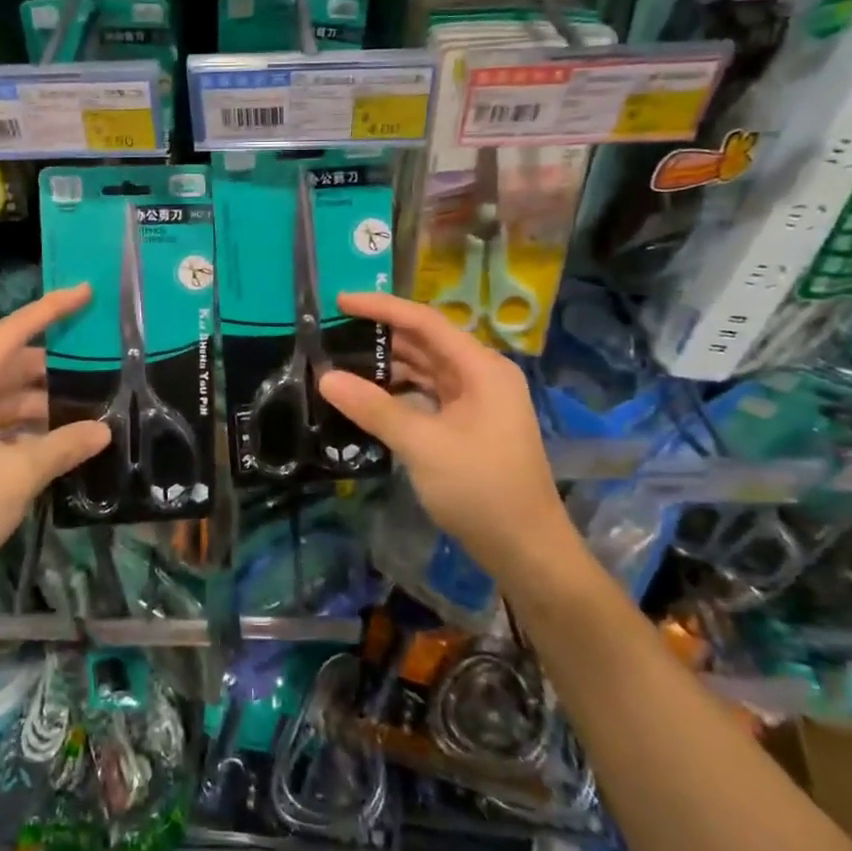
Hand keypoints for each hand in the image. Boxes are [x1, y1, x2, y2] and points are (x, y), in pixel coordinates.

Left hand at [0, 286, 109, 596]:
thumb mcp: (18, 475)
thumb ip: (63, 446)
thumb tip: (104, 430)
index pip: (13, 332)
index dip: (51, 310)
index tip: (86, 293)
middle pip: (13, 364)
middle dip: (57, 366)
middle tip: (103, 365)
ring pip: (7, 396)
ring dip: (45, 401)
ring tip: (92, 406)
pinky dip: (29, 426)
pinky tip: (61, 440)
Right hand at [317, 291, 577, 574]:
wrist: (526, 549)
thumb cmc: (480, 488)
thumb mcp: (422, 444)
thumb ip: (373, 407)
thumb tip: (325, 377)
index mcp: (481, 368)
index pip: (425, 322)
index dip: (382, 307)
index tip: (340, 301)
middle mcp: (482, 376)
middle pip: (426, 343)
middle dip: (381, 336)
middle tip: (334, 333)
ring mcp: (477, 402)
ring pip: (426, 370)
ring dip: (388, 365)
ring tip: (343, 363)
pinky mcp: (469, 425)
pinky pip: (428, 395)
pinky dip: (400, 391)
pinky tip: (370, 398)